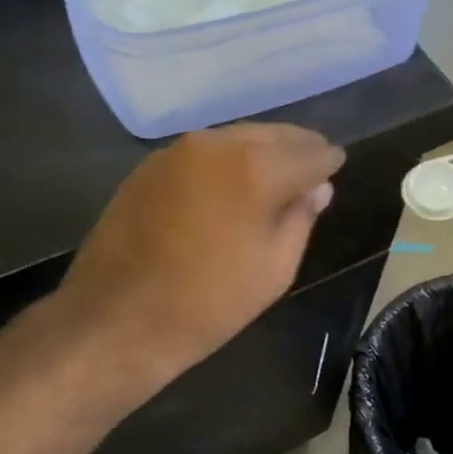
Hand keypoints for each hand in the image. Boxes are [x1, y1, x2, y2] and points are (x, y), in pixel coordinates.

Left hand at [59, 124, 343, 384]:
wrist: (117, 319)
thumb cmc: (208, 302)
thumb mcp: (274, 268)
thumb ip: (301, 217)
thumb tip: (317, 188)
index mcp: (256, 167)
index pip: (310, 152)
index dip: (328, 161)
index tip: (335, 168)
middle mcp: (217, 144)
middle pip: (272, 134)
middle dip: (296, 148)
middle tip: (312, 167)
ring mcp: (177, 151)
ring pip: (235, 138)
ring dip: (259, 151)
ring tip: (274, 175)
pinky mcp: (148, 166)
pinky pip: (202, 153)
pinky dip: (224, 161)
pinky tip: (228, 185)